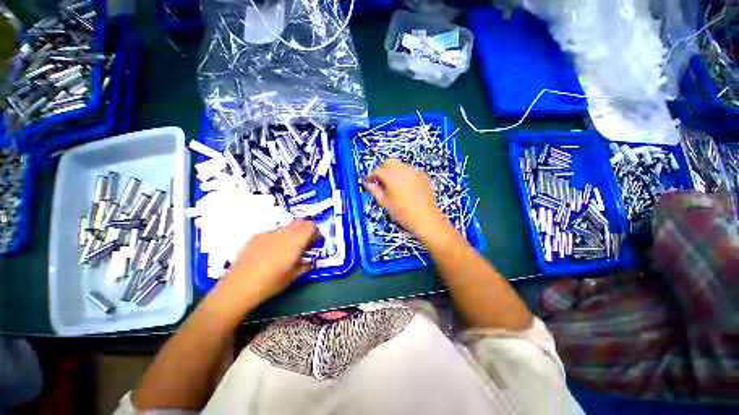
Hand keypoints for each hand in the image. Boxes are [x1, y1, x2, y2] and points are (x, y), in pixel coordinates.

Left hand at [219, 220, 318, 303]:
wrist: (240, 285)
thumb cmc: (271, 282)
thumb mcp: (294, 276)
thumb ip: (305, 265)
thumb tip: (309, 262)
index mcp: (296, 241)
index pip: (311, 226)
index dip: (315, 232)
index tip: (313, 243)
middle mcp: (284, 233)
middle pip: (299, 223)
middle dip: (304, 231)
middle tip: (302, 245)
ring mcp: (268, 233)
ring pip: (286, 228)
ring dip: (290, 235)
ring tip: (283, 250)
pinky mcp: (256, 236)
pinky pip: (272, 233)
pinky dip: (276, 238)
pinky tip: (268, 253)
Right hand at [365, 159, 448, 239]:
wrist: (425, 218)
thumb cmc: (401, 212)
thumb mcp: (384, 202)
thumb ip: (374, 190)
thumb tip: (368, 184)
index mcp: (391, 175)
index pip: (377, 171)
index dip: (371, 176)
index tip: (368, 182)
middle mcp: (403, 169)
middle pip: (389, 162)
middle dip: (382, 169)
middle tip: (380, 181)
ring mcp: (414, 171)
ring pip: (400, 165)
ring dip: (394, 171)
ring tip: (393, 185)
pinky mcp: (423, 175)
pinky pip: (410, 171)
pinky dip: (404, 175)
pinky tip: (405, 187)